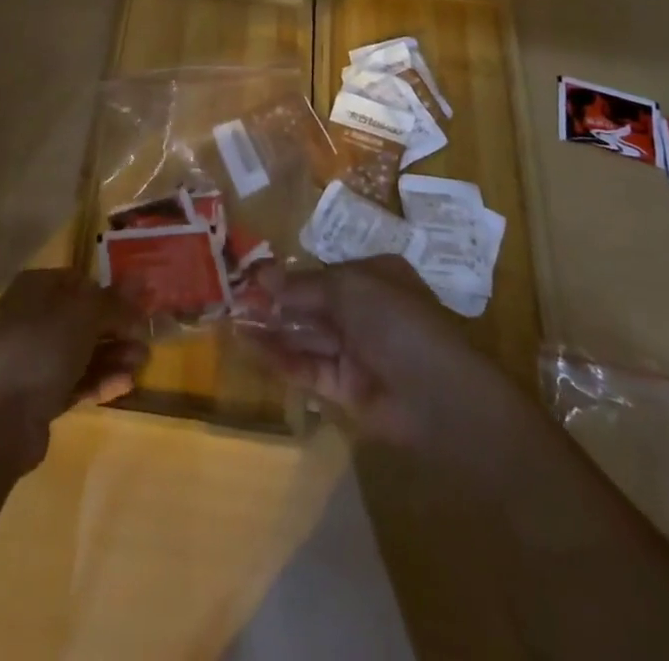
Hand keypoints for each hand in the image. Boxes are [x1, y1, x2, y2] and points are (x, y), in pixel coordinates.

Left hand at [0, 269, 147, 473]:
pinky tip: (126, 384)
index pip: (81, 282)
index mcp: (37, 287)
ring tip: (143, 362)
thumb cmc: (38, 348)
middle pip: (83, 318)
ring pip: (82, 352)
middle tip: (147, 339)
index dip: (112, 292)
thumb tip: (140, 279)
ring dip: (114, 355)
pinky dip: (100, 381)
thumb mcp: (83, 315)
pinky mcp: (38, 398)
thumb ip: (114, 301)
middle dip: (117, 328)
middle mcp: (33, 318)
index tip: (141, 306)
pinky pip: (75, 382)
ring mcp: (33, 360)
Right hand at [251, 256, 514, 450]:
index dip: (287, 274)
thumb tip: (261, 275)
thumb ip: (303, 285)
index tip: (251, 274)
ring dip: (271, 329)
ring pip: (305, 335)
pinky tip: (250, 348)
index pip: (322, 272)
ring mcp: (355, 351)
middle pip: (310, 303)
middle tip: (232, 298)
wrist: (438, 396)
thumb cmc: (397, 321)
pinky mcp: (346, 389)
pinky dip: (280, 358)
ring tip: (231, 321)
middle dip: (273, 301)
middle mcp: (363, 311)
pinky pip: (308, 367)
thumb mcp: (348, 288)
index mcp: (373, 277)